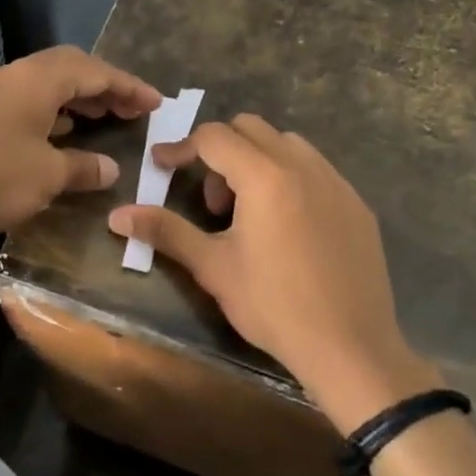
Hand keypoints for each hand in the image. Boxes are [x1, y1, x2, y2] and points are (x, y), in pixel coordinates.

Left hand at [0, 46, 161, 246]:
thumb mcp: (45, 176)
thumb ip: (82, 167)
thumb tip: (109, 168)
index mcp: (35, 80)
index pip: (93, 71)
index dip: (128, 86)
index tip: (155, 102)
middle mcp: (11, 78)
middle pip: (67, 70)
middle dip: (103, 87)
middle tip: (130, 109)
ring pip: (43, 87)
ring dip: (75, 100)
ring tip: (100, 120)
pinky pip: (23, 104)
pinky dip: (49, 115)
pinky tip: (54, 138)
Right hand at [108, 115, 439, 432]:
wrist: (351, 347)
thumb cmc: (274, 305)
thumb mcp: (213, 267)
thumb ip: (165, 231)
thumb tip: (117, 215)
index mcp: (265, 176)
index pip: (214, 137)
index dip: (181, 148)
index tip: (161, 166)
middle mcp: (304, 166)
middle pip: (251, 129)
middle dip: (221, 152)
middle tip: (212, 203)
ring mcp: (338, 183)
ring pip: (287, 144)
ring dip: (257, 162)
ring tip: (249, 213)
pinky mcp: (358, 205)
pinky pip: (317, 170)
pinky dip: (290, 179)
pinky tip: (288, 226)